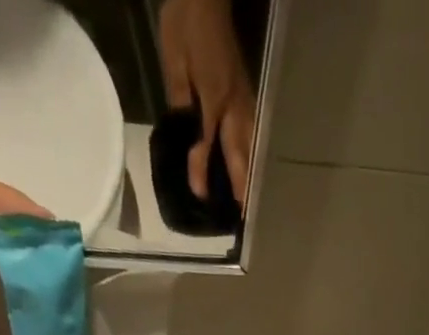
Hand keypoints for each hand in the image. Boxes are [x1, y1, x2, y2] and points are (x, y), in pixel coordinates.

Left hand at [159, 0, 255, 209]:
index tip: (200, 196)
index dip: (201, 170)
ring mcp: (245, 102)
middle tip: (243, 216)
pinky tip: (252, 168)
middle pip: (239, 154)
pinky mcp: (247, 97)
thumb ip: (180, 101)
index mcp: (213, 97)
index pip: (206, 143)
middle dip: (241, 186)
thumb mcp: (175, 60)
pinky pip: (253, 135)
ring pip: (251, 147)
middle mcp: (234, 106)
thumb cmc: (187, 25)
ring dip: (252, 175)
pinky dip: (253, 156)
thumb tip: (184, 136)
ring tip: (251, 201)